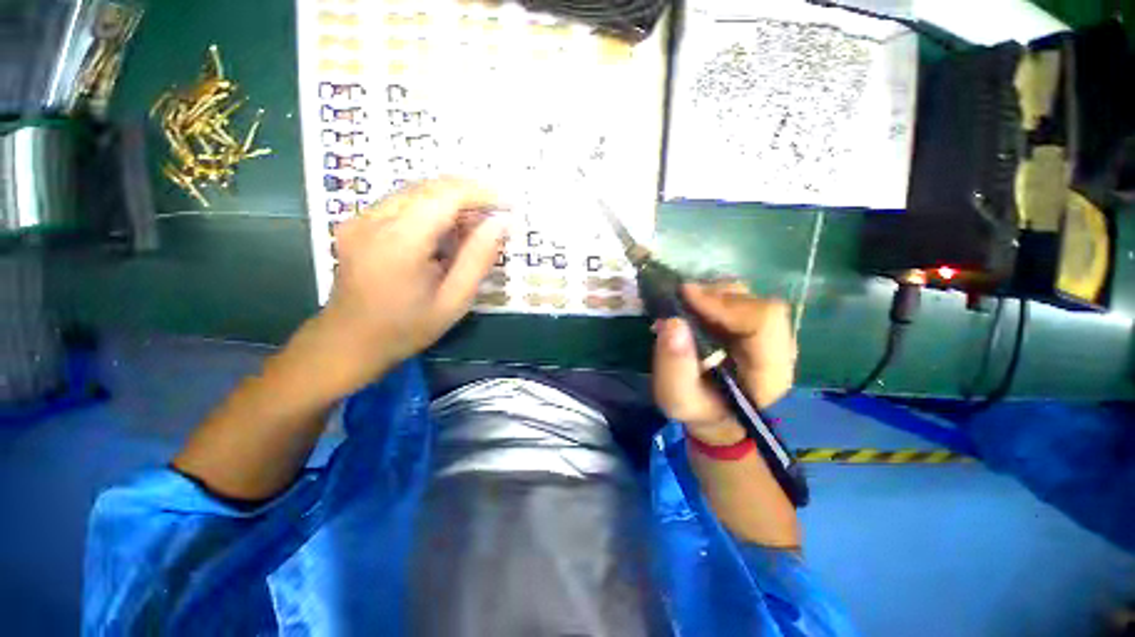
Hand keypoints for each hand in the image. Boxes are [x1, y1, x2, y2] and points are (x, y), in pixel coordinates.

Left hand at [306, 178, 505, 390]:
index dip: (481, 193)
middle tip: (495, 216)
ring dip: (452, 201)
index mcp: (399, 242)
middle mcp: (374, 219)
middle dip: (469, 195)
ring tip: (475, 226)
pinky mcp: (358, 222)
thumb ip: (479, 258)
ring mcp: (361, 218)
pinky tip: (446, 230)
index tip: (507, 203)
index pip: (445, 196)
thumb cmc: (407, 327)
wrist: (349, 341)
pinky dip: (432, 208)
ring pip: (416, 191)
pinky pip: (402, 202)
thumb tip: (500, 223)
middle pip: (430, 187)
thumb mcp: (454, 301)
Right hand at [652, 282, 796, 445]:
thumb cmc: (699, 410)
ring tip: (686, 302)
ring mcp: (768, 335)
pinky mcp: (754, 327)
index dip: (725, 303)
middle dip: (716, 295)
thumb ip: (674, 366)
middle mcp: (778, 347)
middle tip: (681, 298)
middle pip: (757, 303)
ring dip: (714, 294)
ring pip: (750, 297)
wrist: (716, 416)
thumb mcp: (678, 398)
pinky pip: (739, 301)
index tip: (686, 296)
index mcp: (769, 370)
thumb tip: (672, 322)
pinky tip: (694, 306)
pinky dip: (714, 297)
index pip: (764, 319)